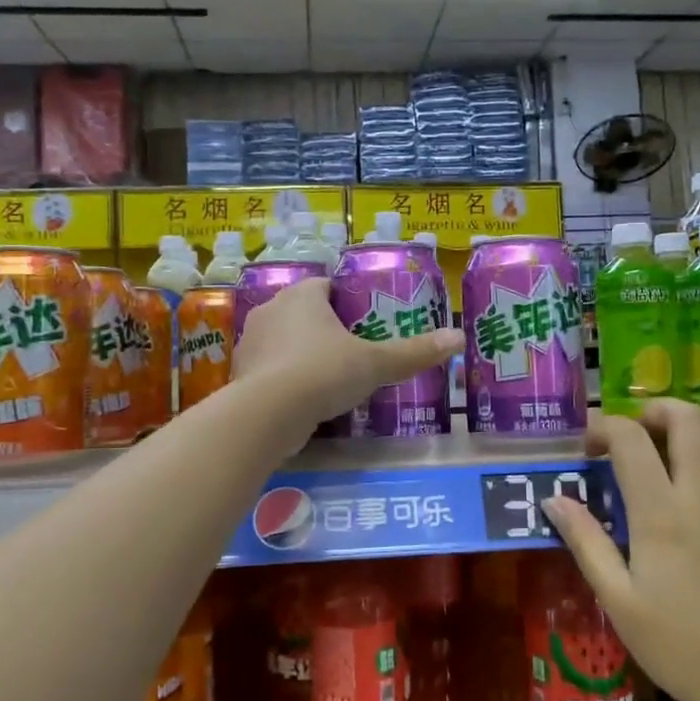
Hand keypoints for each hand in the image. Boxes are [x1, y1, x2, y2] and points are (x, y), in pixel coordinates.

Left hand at [231, 276, 460, 433]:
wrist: (267, 414)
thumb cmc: (324, 372)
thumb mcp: (376, 363)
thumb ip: (414, 352)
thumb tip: (458, 338)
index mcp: (302, 296)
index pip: (325, 286)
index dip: (345, 301)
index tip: (364, 323)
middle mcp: (271, 310)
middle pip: (303, 312)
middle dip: (324, 329)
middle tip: (352, 352)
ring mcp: (251, 342)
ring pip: (283, 340)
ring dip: (301, 353)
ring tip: (329, 378)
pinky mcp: (241, 374)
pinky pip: (269, 369)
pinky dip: (284, 379)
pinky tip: (303, 400)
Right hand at [542, 400, 699, 700]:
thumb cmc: (684, 647)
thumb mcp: (620, 602)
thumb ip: (586, 542)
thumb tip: (553, 499)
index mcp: (661, 512)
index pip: (630, 438)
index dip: (604, 428)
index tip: (589, 448)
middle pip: (687, 417)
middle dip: (653, 411)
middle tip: (633, 436)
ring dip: (693, 426)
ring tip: (670, 449)